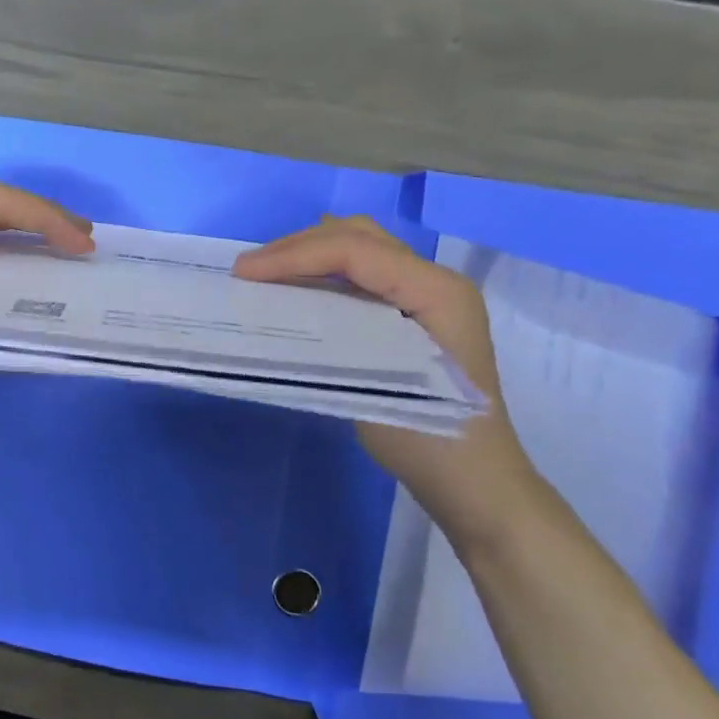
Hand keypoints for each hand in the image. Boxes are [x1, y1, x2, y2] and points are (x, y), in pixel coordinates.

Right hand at [233, 216, 545, 544]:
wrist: (474, 482)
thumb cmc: (427, 435)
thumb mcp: (373, 381)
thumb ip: (330, 331)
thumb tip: (274, 304)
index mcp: (436, 291)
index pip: (355, 251)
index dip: (293, 255)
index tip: (244, 272)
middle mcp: (435, 280)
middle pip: (358, 236)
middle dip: (298, 245)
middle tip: (249, 269)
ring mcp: (426, 294)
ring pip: (360, 248)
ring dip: (309, 253)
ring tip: (265, 273)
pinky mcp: (412, 310)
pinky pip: (362, 272)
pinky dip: (323, 271)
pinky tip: (295, 288)